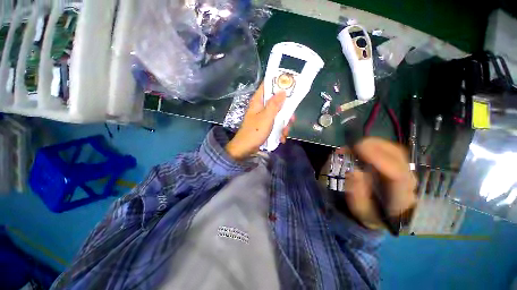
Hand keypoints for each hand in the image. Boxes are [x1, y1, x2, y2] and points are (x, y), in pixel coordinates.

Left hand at [226, 83, 293, 159]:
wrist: (245, 149)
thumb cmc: (255, 132)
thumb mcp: (266, 117)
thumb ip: (274, 104)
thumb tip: (283, 90)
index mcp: (258, 101)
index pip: (267, 85)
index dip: (278, 83)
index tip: (291, 86)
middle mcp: (261, 107)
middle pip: (277, 102)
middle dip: (285, 112)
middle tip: (291, 119)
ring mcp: (263, 117)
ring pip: (278, 115)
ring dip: (284, 124)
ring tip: (284, 133)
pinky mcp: (265, 126)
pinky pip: (276, 124)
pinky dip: (279, 131)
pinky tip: (281, 138)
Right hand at [342, 138, 416, 229]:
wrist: (386, 217)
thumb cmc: (371, 214)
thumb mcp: (360, 210)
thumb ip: (357, 194)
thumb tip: (354, 171)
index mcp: (401, 198)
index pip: (397, 175)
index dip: (378, 159)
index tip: (358, 149)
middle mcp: (409, 182)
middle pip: (398, 156)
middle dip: (374, 146)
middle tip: (352, 146)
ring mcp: (406, 172)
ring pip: (395, 150)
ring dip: (374, 144)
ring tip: (354, 147)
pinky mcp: (400, 166)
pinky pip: (390, 151)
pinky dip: (375, 146)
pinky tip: (361, 149)